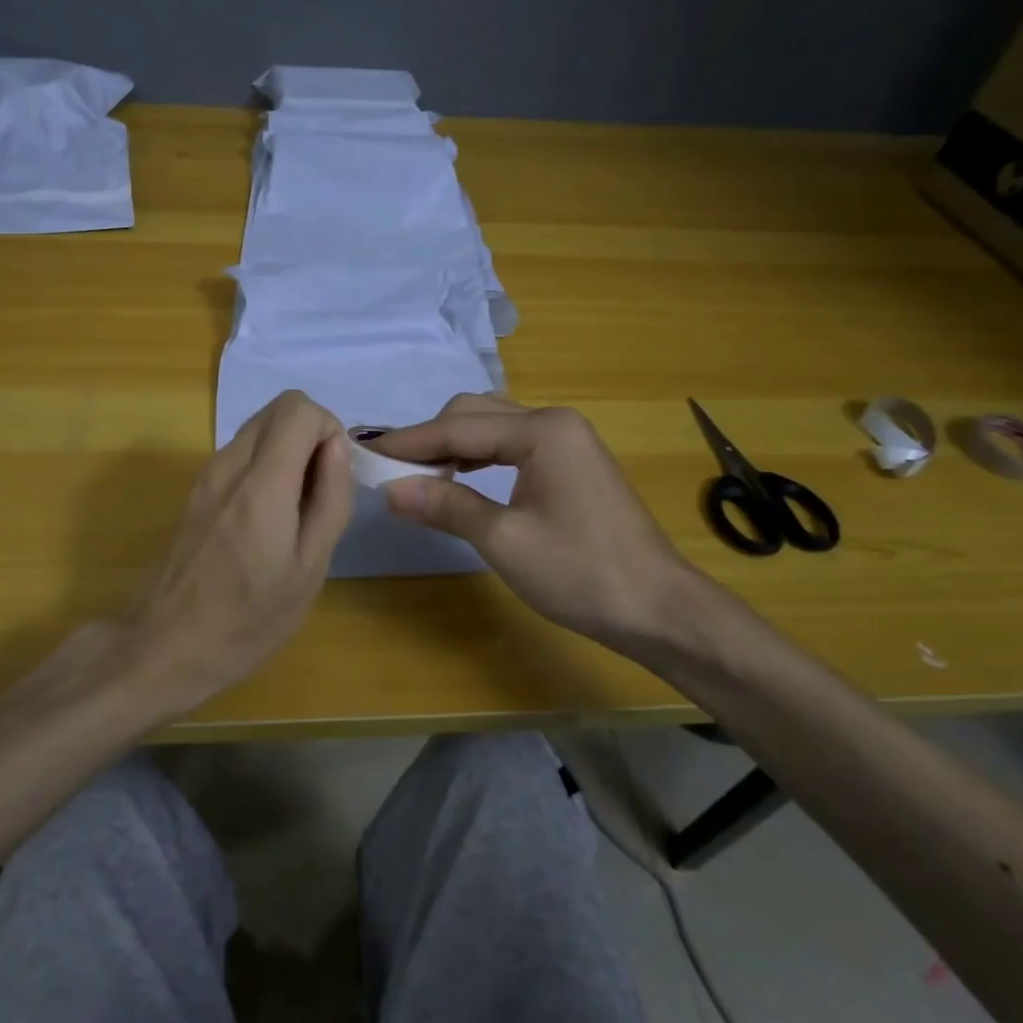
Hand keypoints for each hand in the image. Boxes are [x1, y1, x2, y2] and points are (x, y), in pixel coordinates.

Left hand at [123, 390, 350, 713]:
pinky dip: (266, 465)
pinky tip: (268, 520)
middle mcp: (229, 464)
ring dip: (288, 451)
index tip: (334, 477)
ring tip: (296, 511)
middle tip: (320, 491)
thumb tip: (337, 448)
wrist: (165, 646)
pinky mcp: (197, 490)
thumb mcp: (309, 568)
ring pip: (259, 428)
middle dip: (311, 435)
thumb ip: (330, 499)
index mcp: (262, 483)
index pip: (299, 408)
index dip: (329, 430)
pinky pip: (241, 453)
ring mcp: (207, 474)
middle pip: (279, 408)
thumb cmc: (248, 619)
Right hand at [372, 395, 701, 650]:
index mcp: (542, 431)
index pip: (457, 428)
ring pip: (493, 427)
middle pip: (475, 414)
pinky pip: (512, 445)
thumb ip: (446, 505)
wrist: (657, 607)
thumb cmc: (581, 573)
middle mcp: (554, 422)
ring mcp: (568, 441)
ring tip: (417, 474)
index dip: (408, 442)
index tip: (364, 451)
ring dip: (453, 446)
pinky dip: (479, 457)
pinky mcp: (572, 463)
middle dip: (430, 438)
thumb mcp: (504, 540)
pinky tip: (460, 478)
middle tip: (390, 468)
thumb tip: (391, 489)